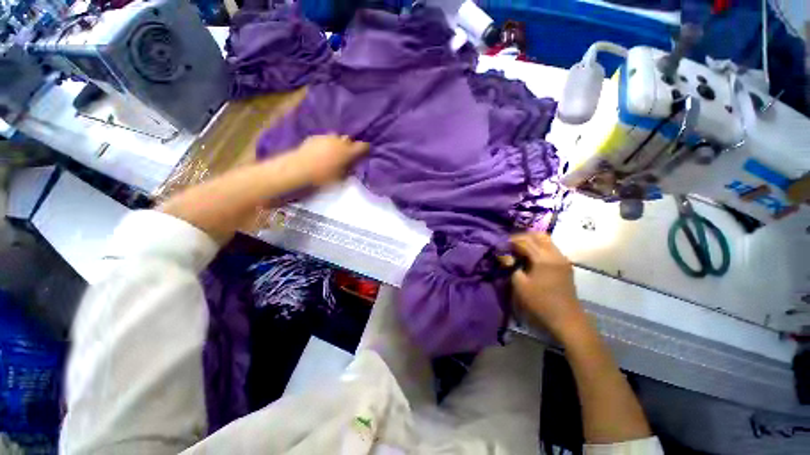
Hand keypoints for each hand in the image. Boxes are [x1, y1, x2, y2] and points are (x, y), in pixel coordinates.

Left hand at [292, 134, 369, 185]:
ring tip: (335, 152)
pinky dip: (327, 144)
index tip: (366, 152)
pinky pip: (325, 139)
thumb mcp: (341, 177)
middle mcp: (338, 141)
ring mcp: (326, 137)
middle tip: (349, 154)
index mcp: (347, 151)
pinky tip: (323, 151)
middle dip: (350, 146)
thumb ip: (349, 168)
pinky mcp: (314, 137)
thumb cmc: (323, 177)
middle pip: (349, 140)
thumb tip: (353, 164)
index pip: (363, 146)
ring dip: (338, 144)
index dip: (366, 149)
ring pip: (337, 138)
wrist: (299, 169)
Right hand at [508, 232, 585, 338]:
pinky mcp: (565, 266)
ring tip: (519, 250)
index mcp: (543, 258)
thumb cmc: (540, 303)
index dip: (511, 241)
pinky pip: (550, 249)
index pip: (525, 241)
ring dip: (532, 241)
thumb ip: (511, 266)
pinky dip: (539, 247)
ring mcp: (562, 259)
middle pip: (538, 236)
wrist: (567, 320)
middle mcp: (555, 254)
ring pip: (546, 241)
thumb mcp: (520, 285)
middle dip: (522, 237)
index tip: (501, 245)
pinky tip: (530, 257)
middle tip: (510, 245)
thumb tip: (503, 255)